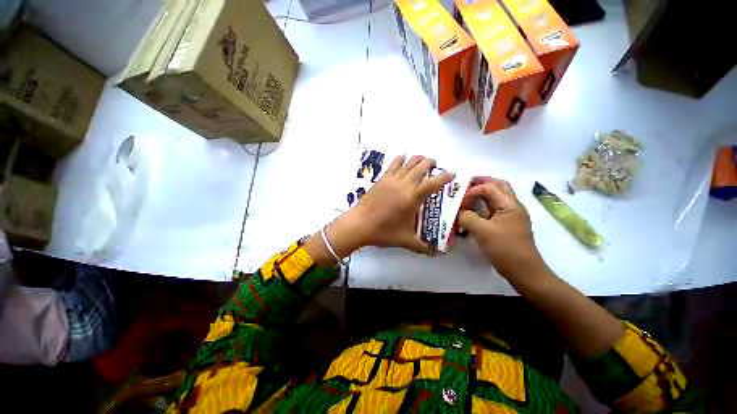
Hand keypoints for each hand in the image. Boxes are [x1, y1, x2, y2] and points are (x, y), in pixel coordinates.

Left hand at [327, 155, 453, 256]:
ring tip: (423, 161)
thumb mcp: (405, 240)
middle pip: (421, 167)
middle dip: (431, 163)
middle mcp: (404, 184)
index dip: (445, 177)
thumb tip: (436, 254)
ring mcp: (391, 180)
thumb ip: (422, 247)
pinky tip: (403, 158)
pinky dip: (401, 159)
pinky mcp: (382, 179)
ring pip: (408, 162)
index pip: (433, 183)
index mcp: (413, 198)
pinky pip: (393, 164)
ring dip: (418, 159)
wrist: (359, 224)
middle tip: (435, 167)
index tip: (452, 174)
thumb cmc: (383, 232)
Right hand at [459, 177, 546, 280]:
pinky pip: (493, 209)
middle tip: (465, 185)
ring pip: (496, 197)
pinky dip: (482, 206)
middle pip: (498, 186)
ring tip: (466, 196)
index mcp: (510, 205)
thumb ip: (467, 217)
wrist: (524, 271)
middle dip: (481, 183)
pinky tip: (472, 211)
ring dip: (482, 193)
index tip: (460, 203)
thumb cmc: (505, 249)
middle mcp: (512, 206)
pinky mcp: (506, 224)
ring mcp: (510, 215)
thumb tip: (459, 212)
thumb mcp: (482, 232)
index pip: (490, 187)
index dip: (473, 191)